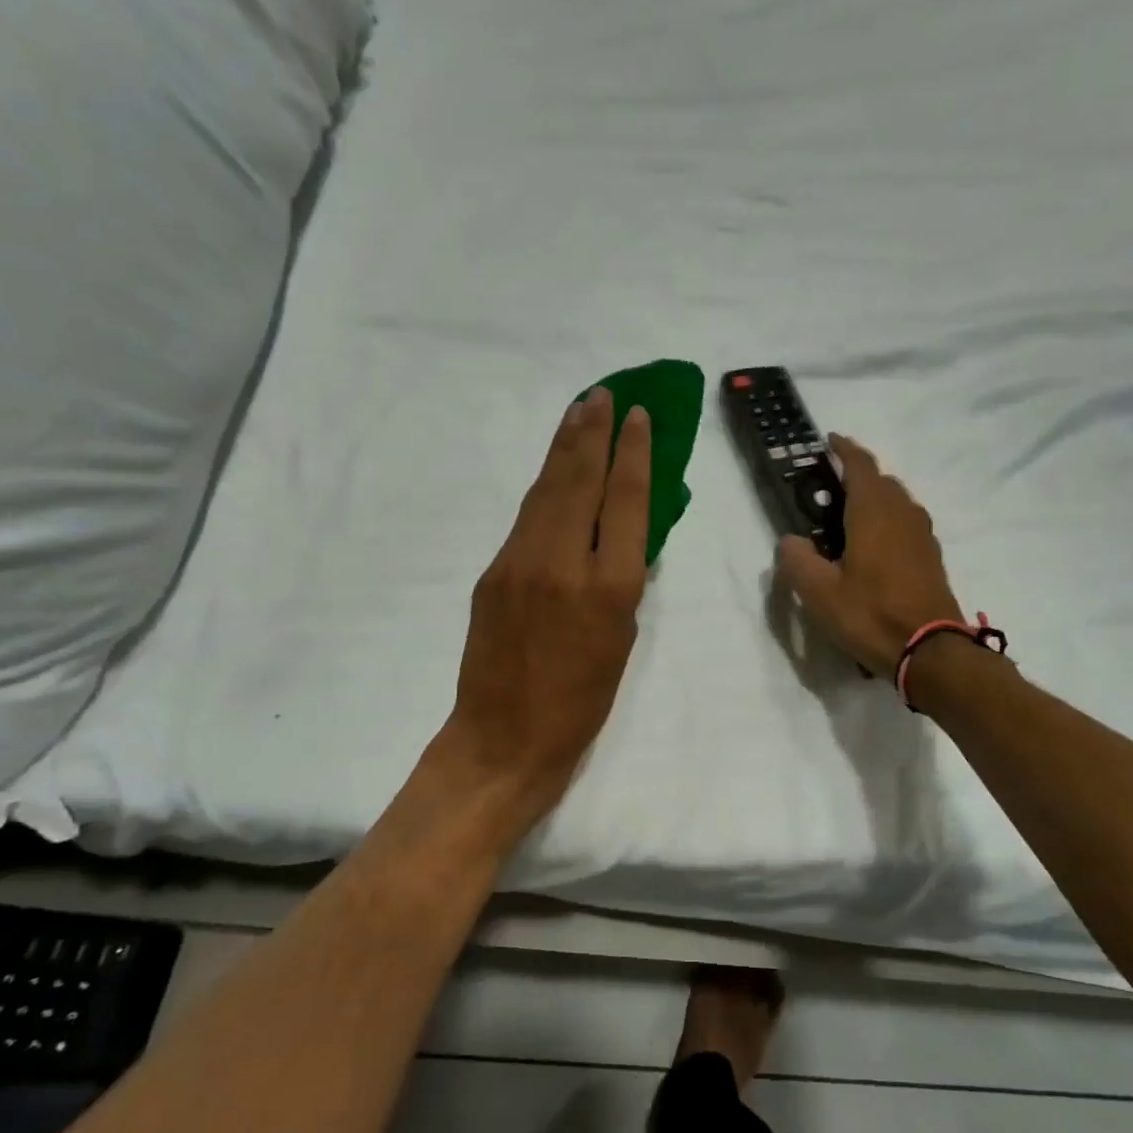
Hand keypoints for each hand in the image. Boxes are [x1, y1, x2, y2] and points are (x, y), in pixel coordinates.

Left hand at [439, 387, 650, 840]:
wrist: (504, 738)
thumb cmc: (581, 703)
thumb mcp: (623, 641)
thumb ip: (622, 581)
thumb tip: (622, 536)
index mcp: (609, 586)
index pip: (623, 500)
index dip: (633, 452)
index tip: (639, 417)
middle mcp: (563, 562)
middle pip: (579, 480)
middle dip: (593, 431)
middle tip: (602, 394)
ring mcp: (520, 563)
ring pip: (547, 490)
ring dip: (564, 447)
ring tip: (579, 411)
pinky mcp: (492, 572)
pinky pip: (526, 517)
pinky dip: (545, 486)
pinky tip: (554, 469)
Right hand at [775, 435, 965, 675]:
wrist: (932, 652)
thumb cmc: (871, 615)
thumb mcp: (819, 593)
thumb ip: (797, 561)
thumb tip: (791, 541)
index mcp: (874, 511)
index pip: (860, 464)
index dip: (844, 449)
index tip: (829, 441)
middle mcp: (903, 513)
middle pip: (881, 480)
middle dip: (857, 476)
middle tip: (828, 489)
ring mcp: (923, 534)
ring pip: (897, 502)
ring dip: (874, 499)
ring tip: (848, 519)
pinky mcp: (932, 557)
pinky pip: (906, 524)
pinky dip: (887, 522)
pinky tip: (873, 547)